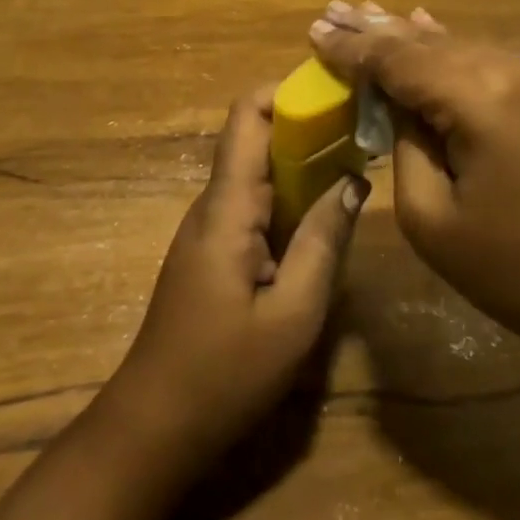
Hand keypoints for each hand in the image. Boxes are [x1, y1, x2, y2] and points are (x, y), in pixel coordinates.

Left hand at [102, 83, 367, 467]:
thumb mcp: (293, 315)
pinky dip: (293, 197)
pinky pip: (256, 204)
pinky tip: (327, 214)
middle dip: (309, 125)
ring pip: (260, 172)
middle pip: (257, 138)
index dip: (288, 91)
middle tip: (365, 130)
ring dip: (304, 161)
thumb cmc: (224, 374)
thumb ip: (325, 241)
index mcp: (227, 207)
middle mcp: (213, 204)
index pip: (246, 116)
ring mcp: (211, 228)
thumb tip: (354, 180)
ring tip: (358, 164)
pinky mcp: (215, 251)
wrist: (153, 428)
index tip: (338, 91)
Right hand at [308, 2, 519, 361]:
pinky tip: (426, 25)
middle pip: (431, 43)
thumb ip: (405, 145)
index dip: (354, 48)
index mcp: (484, 97)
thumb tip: (400, 103)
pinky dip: (453, 52)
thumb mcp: (433, 219)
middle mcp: (518, 66)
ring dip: (414, 38)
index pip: (400, 59)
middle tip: (333, 10)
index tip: (315, 31)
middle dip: (379, 31)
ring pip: (462, 48)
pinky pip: (492, 62)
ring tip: (367, 14)